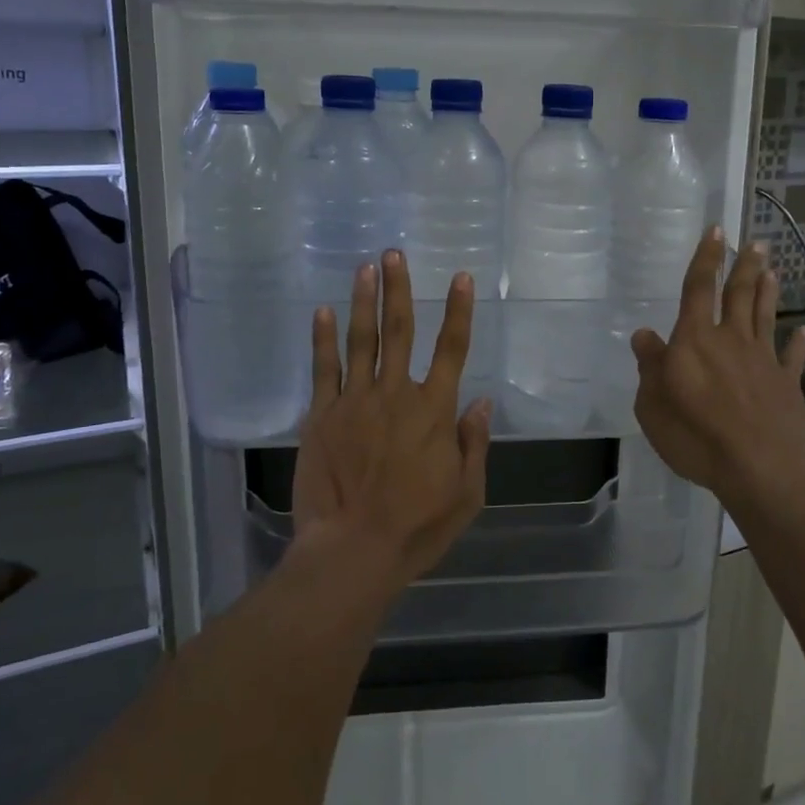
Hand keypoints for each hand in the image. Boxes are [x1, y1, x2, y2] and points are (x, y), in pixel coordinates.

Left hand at [291, 251, 491, 599]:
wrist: (352, 550)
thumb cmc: (417, 527)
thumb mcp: (467, 494)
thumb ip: (474, 444)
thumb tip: (481, 402)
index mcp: (434, 410)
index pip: (452, 349)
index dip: (458, 311)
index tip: (459, 278)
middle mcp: (396, 394)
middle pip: (400, 330)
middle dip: (399, 289)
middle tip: (394, 254)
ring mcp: (354, 401)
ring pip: (362, 340)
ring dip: (364, 301)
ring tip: (365, 268)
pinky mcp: (322, 415)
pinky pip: (324, 368)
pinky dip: (323, 338)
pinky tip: (324, 312)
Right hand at [631, 228, 804, 504]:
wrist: (760, 467)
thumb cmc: (696, 435)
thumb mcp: (653, 405)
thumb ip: (650, 366)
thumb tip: (644, 335)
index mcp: (695, 340)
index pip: (698, 289)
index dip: (706, 259)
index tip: (717, 231)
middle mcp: (731, 340)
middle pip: (739, 295)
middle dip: (745, 267)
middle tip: (756, 243)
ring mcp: (763, 361)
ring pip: (765, 317)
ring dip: (768, 292)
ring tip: (772, 270)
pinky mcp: (787, 386)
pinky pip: (792, 359)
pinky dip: (798, 344)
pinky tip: (804, 332)